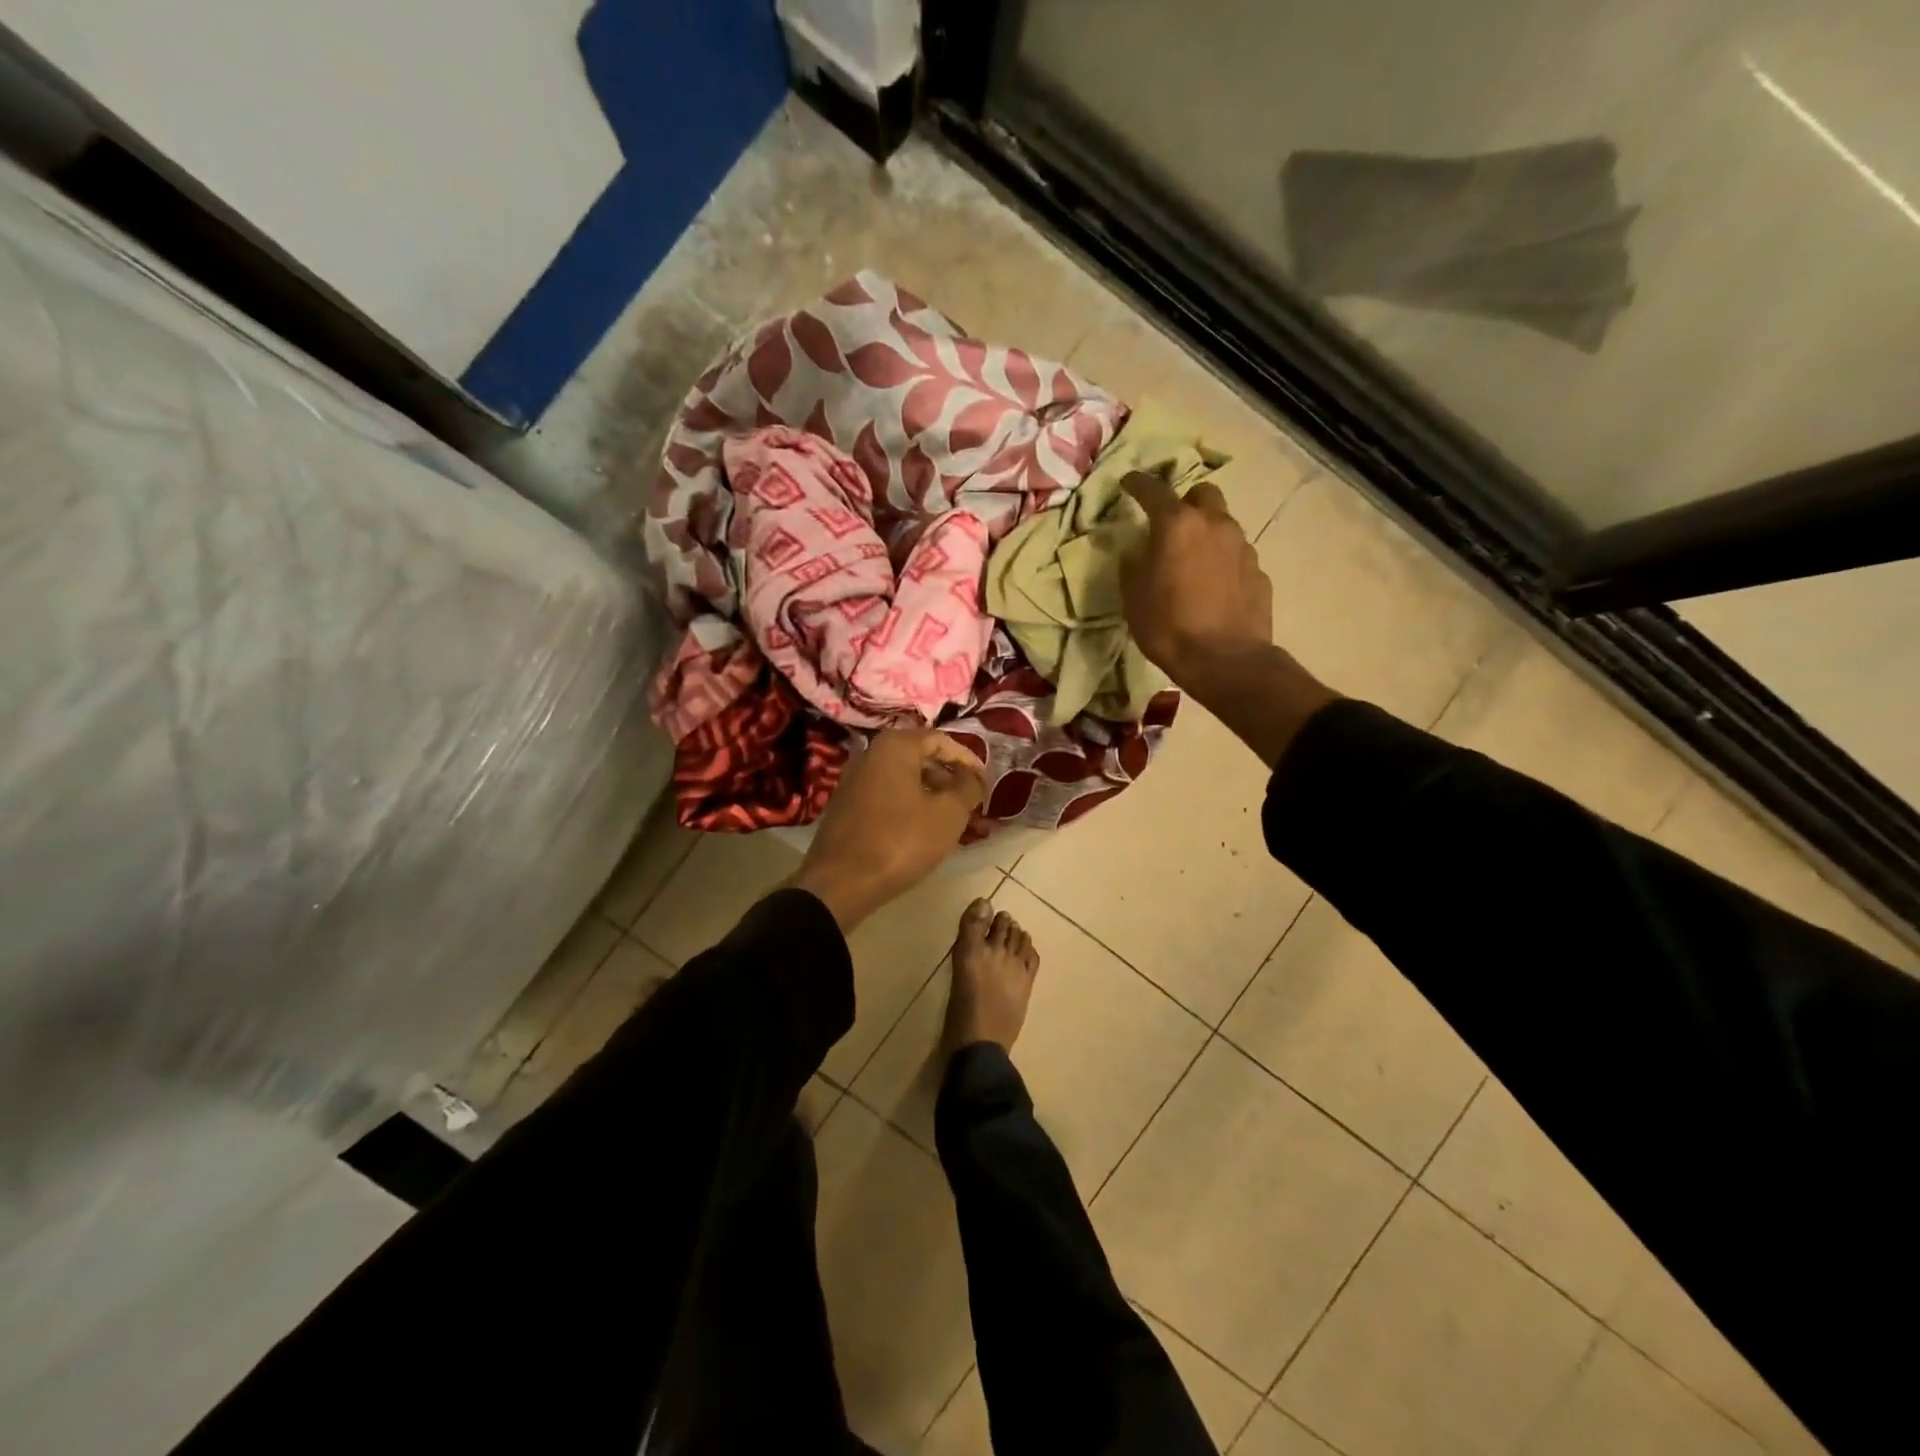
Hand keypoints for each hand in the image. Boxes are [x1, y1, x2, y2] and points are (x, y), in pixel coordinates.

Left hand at [790, 729, 984, 930]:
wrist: (841, 883)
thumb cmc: (901, 841)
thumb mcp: (948, 814)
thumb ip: (968, 787)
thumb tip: (973, 776)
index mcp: (895, 746)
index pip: (941, 741)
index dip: (969, 761)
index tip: (986, 785)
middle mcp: (871, 754)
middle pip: (922, 760)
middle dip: (951, 782)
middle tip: (973, 805)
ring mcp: (855, 781)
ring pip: (906, 782)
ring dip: (934, 798)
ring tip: (957, 824)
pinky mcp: (847, 806)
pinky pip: (889, 798)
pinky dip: (912, 808)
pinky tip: (926, 832)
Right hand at [1120, 471, 1273, 683]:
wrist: (1225, 661)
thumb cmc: (1169, 627)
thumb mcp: (1133, 598)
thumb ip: (1133, 565)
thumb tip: (1137, 550)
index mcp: (1177, 525)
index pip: (1153, 490)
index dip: (1138, 484)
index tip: (1128, 483)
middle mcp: (1214, 525)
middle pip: (1203, 493)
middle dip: (1186, 502)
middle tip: (1171, 526)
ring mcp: (1242, 547)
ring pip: (1223, 524)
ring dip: (1206, 534)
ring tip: (1193, 562)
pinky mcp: (1259, 572)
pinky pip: (1236, 555)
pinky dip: (1222, 562)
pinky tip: (1213, 587)